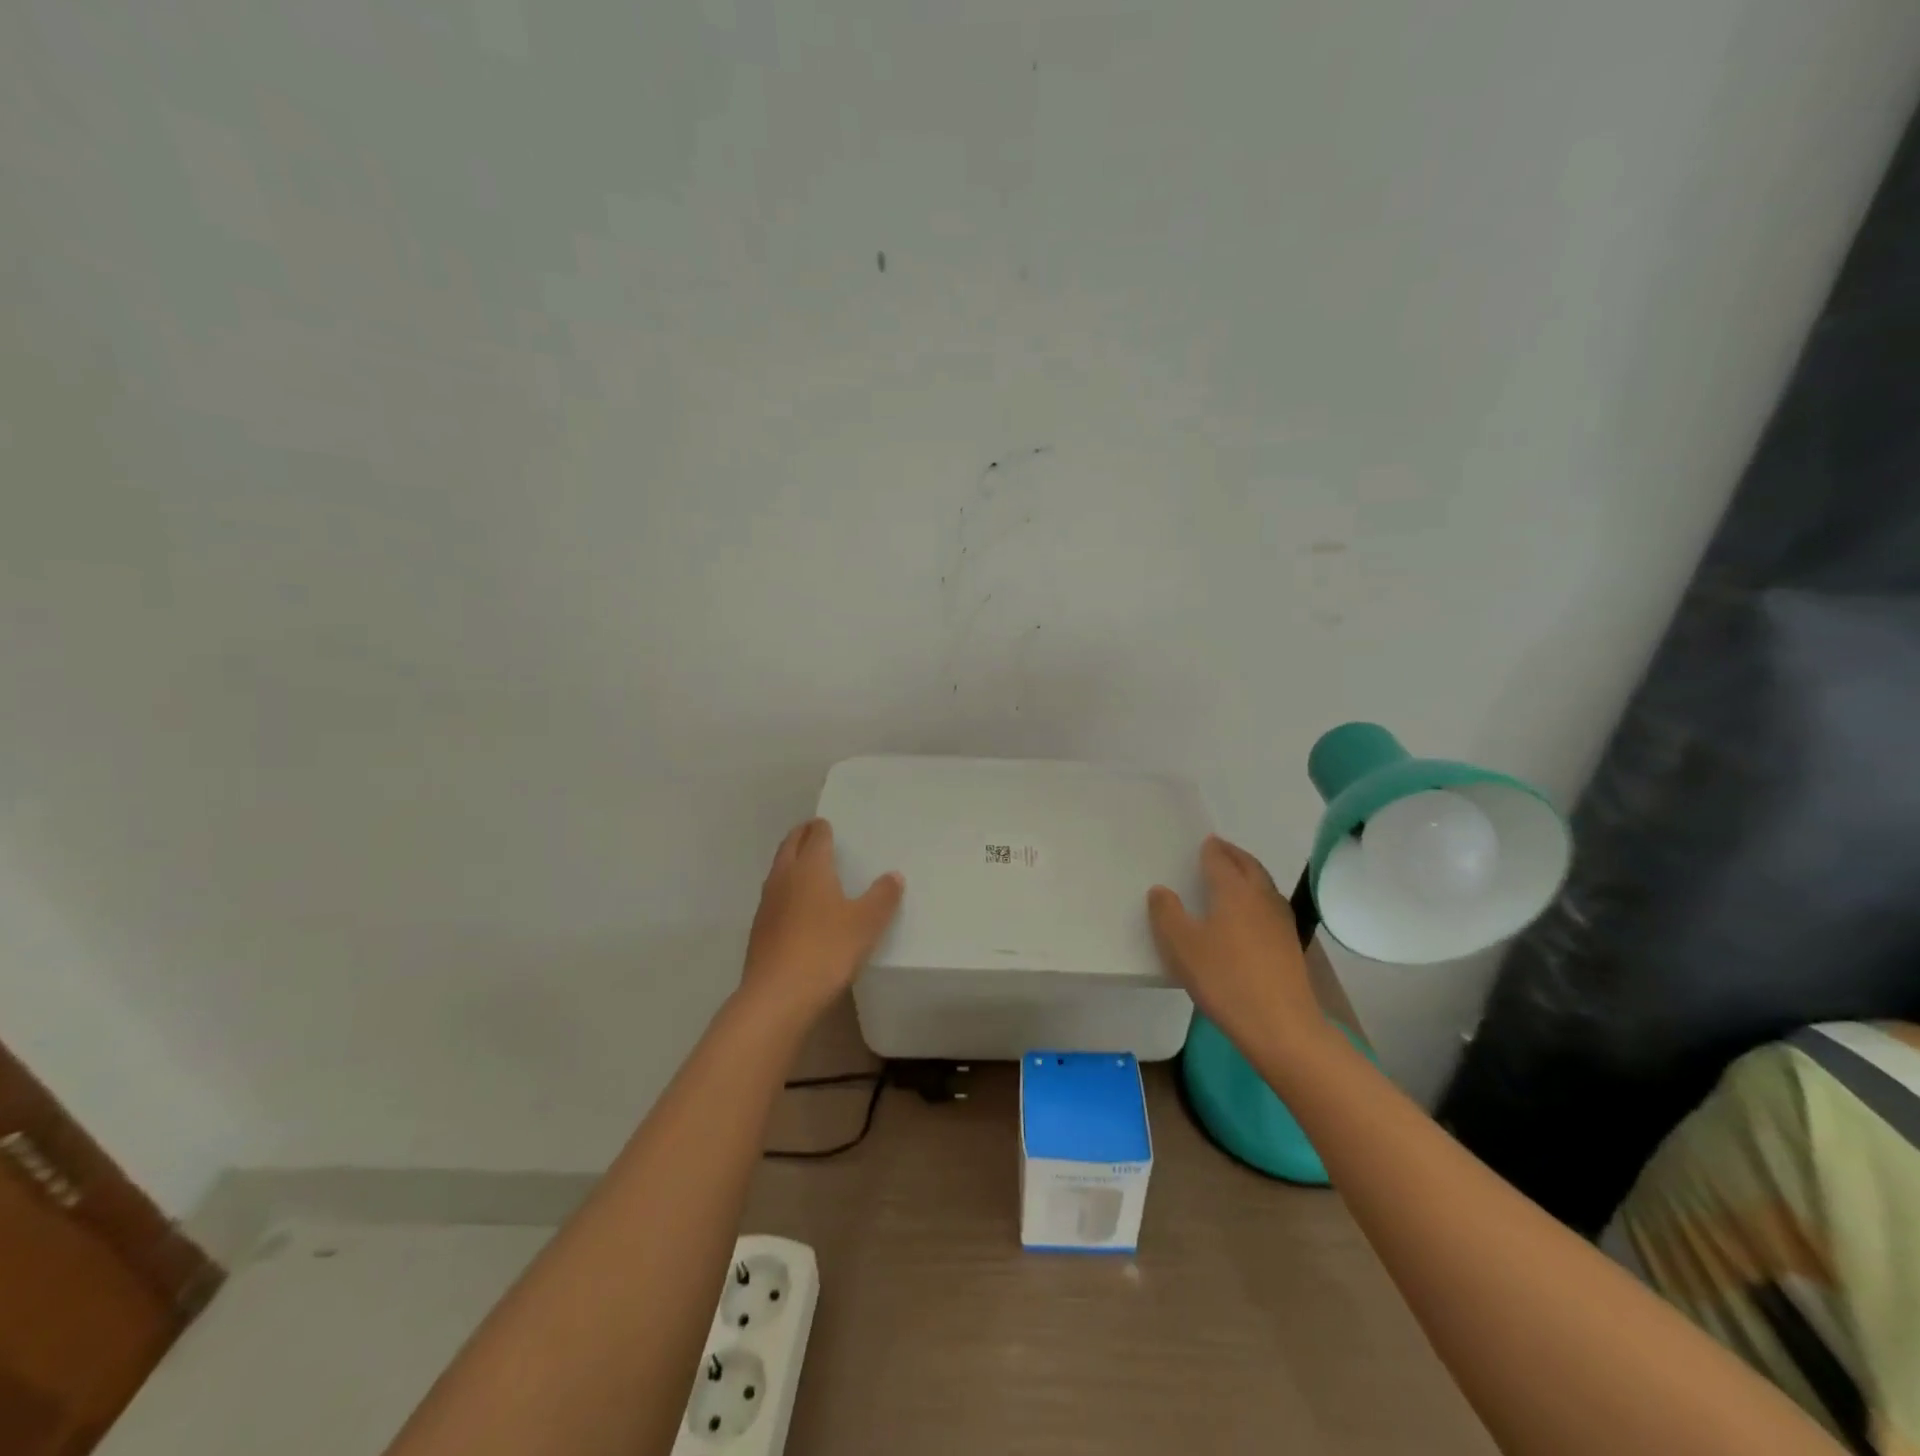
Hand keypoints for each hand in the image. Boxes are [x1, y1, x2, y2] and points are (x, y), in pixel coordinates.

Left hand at [740, 818, 903, 1023]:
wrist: (777, 996)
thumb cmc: (827, 950)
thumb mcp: (866, 923)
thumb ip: (882, 897)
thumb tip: (893, 876)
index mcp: (810, 867)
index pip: (815, 836)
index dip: (822, 828)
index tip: (828, 824)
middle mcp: (784, 877)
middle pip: (790, 846)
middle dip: (802, 836)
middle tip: (814, 832)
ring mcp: (767, 904)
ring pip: (778, 870)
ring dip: (791, 862)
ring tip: (807, 866)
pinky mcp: (760, 929)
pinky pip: (774, 897)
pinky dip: (786, 890)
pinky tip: (797, 906)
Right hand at [1147, 836, 1324, 1051]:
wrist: (1281, 1026)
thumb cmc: (1225, 979)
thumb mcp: (1182, 946)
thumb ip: (1167, 913)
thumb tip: (1161, 890)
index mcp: (1234, 891)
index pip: (1221, 860)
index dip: (1211, 849)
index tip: (1205, 842)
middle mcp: (1261, 897)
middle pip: (1249, 866)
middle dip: (1234, 855)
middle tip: (1220, 849)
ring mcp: (1281, 921)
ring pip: (1264, 885)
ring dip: (1249, 874)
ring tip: (1234, 876)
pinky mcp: (1290, 945)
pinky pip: (1270, 906)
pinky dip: (1258, 897)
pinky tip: (1250, 914)